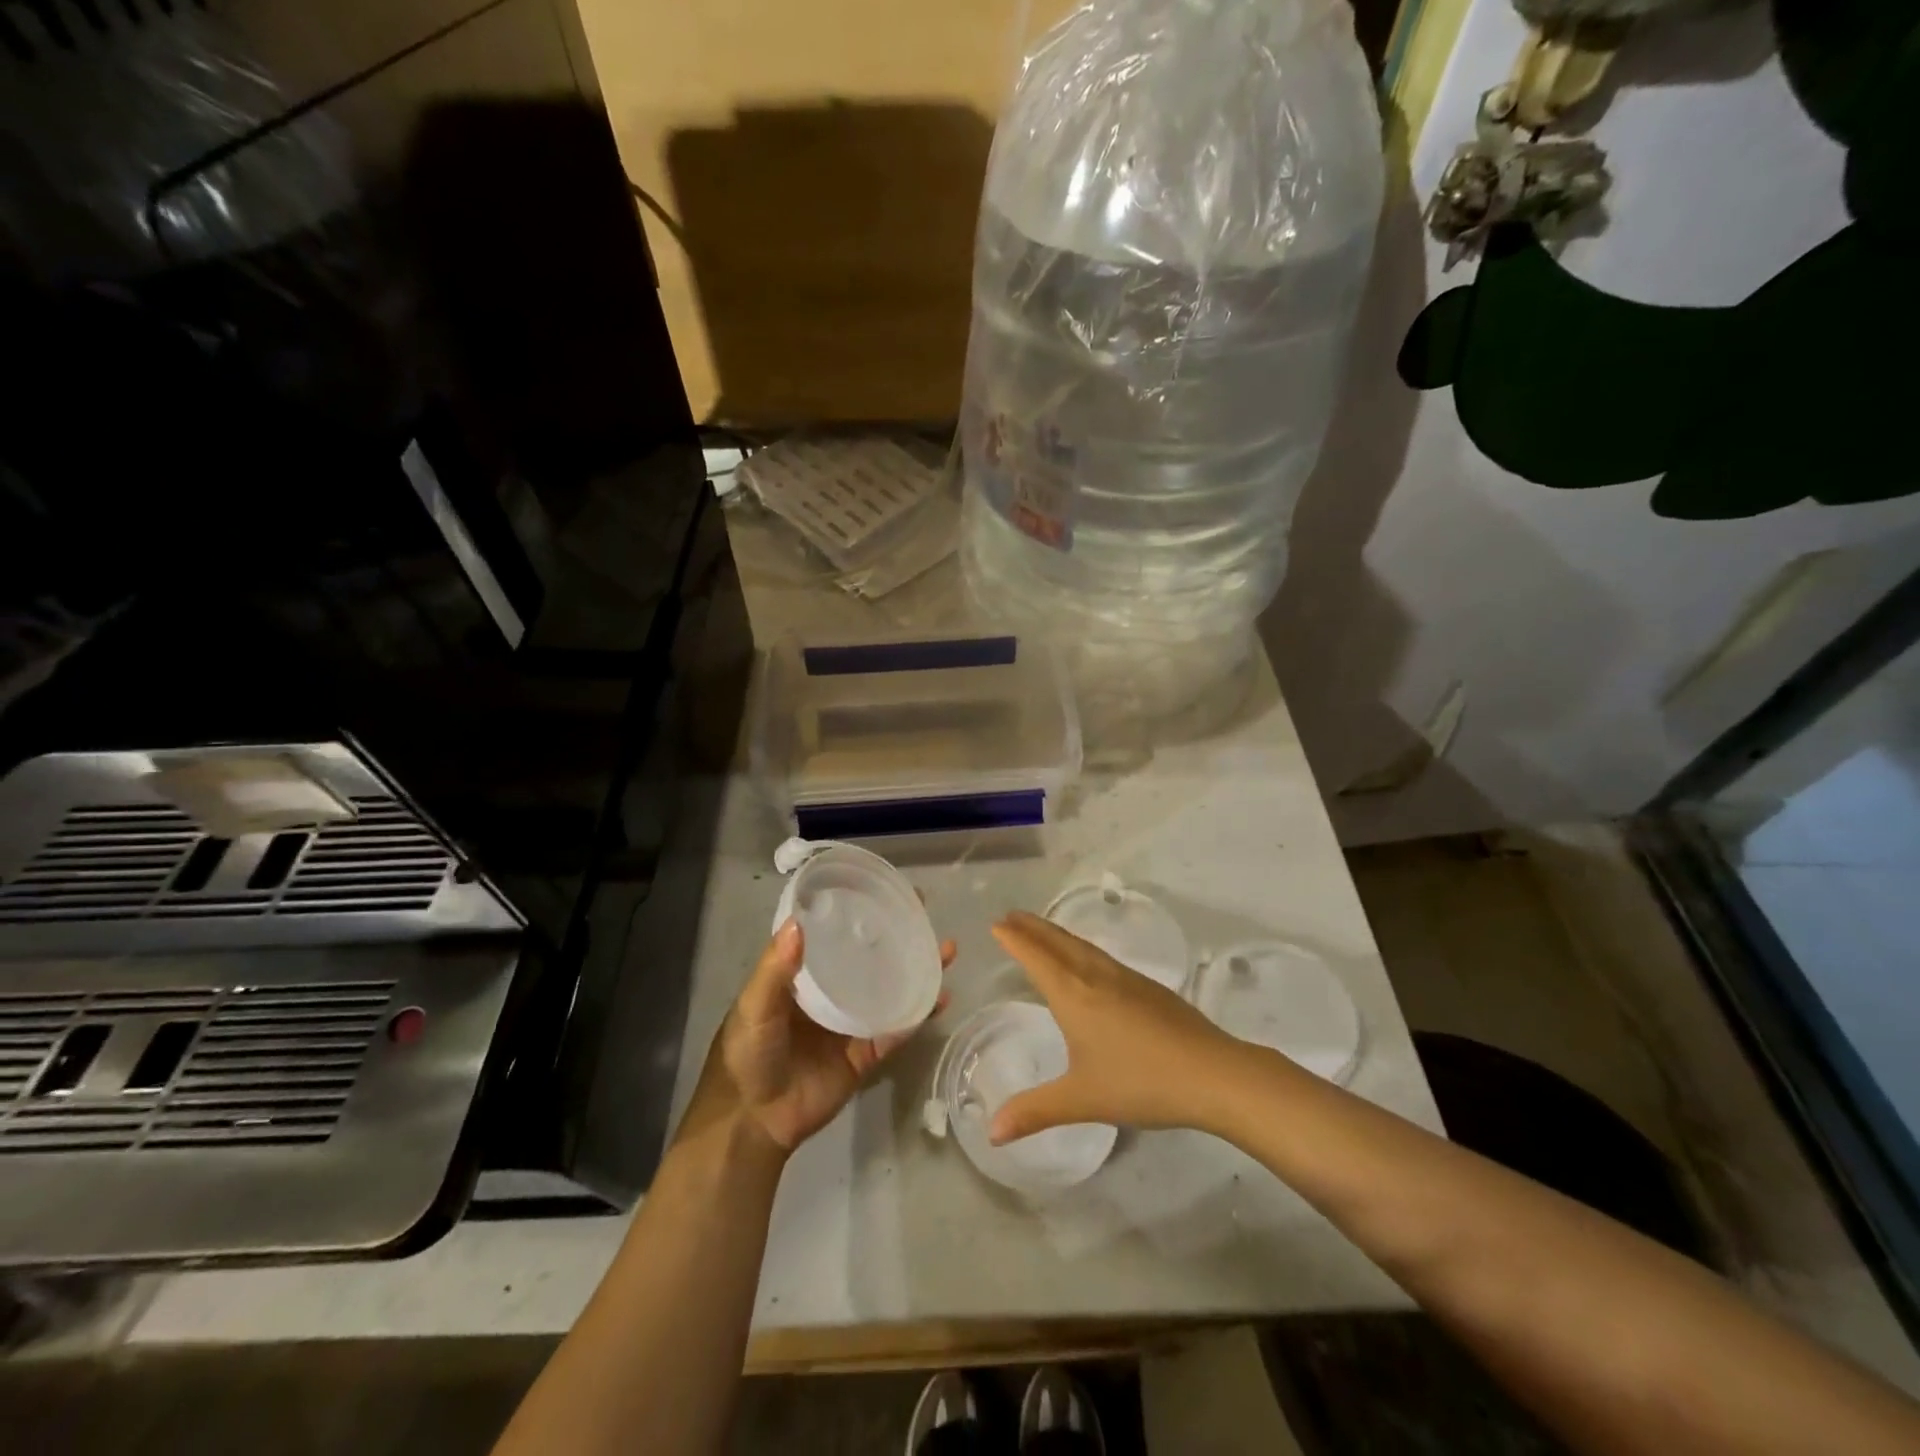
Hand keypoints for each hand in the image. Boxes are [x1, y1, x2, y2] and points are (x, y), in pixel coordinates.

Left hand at [681, 920, 956, 1158]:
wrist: (753, 1120)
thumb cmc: (746, 1054)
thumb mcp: (754, 1005)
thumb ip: (775, 969)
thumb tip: (799, 923)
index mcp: (805, 976)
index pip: (836, 935)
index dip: (859, 912)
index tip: (884, 890)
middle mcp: (832, 993)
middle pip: (871, 958)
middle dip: (898, 937)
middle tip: (925, 912)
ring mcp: (852, 1023)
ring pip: (892, 990)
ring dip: (918, 971)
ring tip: (945, 949)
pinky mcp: (866, 1055)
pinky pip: (896, 1031)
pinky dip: (918, 1015)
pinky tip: (940, 998)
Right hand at [987, 910, 1234, 1144]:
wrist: (1211, 1073)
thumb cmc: (1140, 1083)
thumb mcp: (1081, 1100)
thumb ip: (1034, 1112)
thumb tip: (992, 1133)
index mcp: (1074, 995)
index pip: (1036, 957)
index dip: (1014, 939)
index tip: (996, 923)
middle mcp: (1096, 976)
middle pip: (1058, 942)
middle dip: (1032, 927)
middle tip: (1010, 915)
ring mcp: (1126, 978)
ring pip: (1083, 946)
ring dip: (1056, 934)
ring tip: (1042, 930)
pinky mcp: (1149, 987)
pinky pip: (1102, 956)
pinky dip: (1081, 947)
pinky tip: (1088, 961)